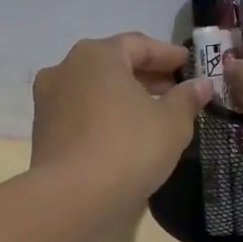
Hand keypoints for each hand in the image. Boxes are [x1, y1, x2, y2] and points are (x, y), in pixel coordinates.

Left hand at [31, 33, 212, 206]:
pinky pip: (80, 114)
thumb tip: (200, 85)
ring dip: (122, 97)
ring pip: (94, 90)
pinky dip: (103, 116)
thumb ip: (186, 99)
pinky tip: (123, 133)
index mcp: (96, 56)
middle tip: (174, 90)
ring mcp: (48, 101)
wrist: (72, 197)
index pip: (137, 44)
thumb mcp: (171, 123)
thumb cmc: (128, 148)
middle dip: (144, 76)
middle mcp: (65, 69)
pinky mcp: (42, 131)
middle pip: (112, 65)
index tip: (187, 64)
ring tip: (152, 114)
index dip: (166, 54)